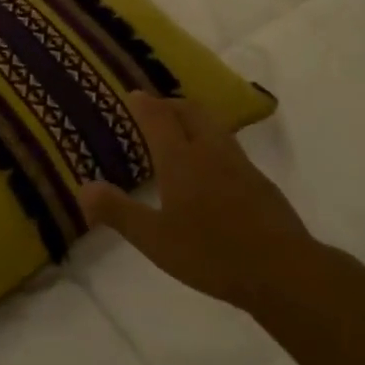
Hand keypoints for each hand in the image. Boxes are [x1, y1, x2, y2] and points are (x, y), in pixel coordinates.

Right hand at [79, 93, 314, 308]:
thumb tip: (83, 188)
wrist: (281, 270)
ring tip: (181, 133)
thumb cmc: (210, 253)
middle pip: (191, 112)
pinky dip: (213, 143)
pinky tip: (212, 170)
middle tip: (156, 109)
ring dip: (194, 120)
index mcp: (181, 159)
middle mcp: (211, 152)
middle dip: (171, 105)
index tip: (133, 94)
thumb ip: (118, 211)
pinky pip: (230, 148)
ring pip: (214, 127)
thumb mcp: (154, 239)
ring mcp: (241, 165)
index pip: (159, 118)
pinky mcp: (260, 182)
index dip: (144, 104)